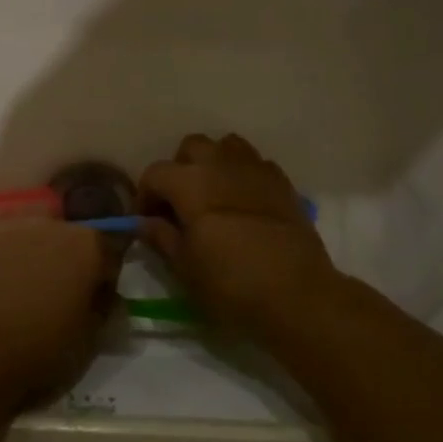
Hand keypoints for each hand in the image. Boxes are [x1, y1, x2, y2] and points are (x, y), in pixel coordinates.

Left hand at [0, 213, 115, 405]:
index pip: (110, 252)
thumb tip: (105, 298)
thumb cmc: (36, 350)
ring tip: (25, 278)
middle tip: (59, 291)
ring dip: (38, 245)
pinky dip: (6, 242)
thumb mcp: (87, 343)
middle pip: (72, 236)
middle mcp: (55, 224)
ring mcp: (14, 222)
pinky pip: (2, 228)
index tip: (96, 299)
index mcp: (88, 247)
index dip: (105, 277)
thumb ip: (103, 311)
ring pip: (37, 226)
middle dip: (71, 258)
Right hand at [139, 133, 340, 338]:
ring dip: (214, 164)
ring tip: (213, 196)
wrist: (297, 295)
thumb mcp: (185, 267)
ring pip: (227, 146)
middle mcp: (222, 164)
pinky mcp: (283, 183)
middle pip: (191, 147)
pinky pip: (256, 164)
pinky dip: (243, 175)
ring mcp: (257, 170)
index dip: (145, 196)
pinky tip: (244, 204)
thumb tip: (144, 223)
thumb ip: (161, 237)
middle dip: (179, 169)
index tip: (147, 221)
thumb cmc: (230, 284)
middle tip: (180, 204)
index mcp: (190, 183)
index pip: (155, 173)